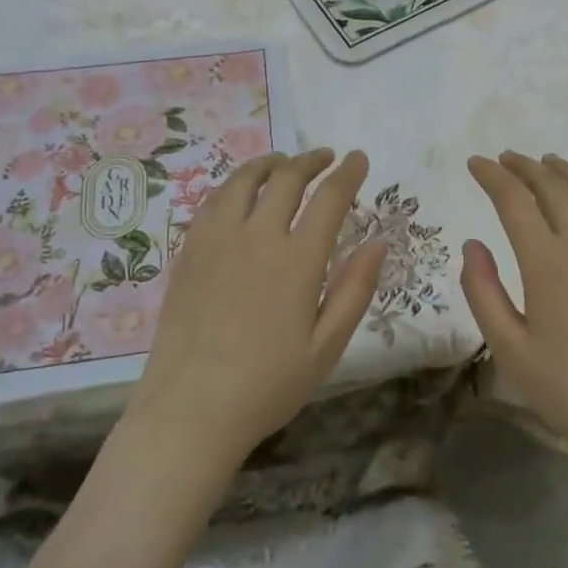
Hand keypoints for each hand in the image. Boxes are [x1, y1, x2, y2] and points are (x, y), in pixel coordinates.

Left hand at [127, 149, 386, 465]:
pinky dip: (235, 185)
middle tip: (325, 157)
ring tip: (283, 163)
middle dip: (310, 160)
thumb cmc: (268, 385)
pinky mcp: (189, 251)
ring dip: (270, 164)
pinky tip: (240, 193)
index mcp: (297, 260)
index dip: (348, 173)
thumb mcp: (326, 347)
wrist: (190, 410)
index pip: (328, 198)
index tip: (359, 159)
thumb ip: (354, 290)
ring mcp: (217, 240)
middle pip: (286, 178)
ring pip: (244, 180)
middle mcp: (257, 237)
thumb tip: (378, 243)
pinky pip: (214, 201)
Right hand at [462, 152, 567, 469]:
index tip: (474, 163)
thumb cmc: (566, 387)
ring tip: (542, 161)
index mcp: (547, 262)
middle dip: (524, 167)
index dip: (492, 176)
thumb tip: (472, 244)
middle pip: (552, 186)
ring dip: (560, 171)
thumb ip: (482, 290)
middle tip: (503, 158)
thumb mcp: (508, 346)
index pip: (514, 200)